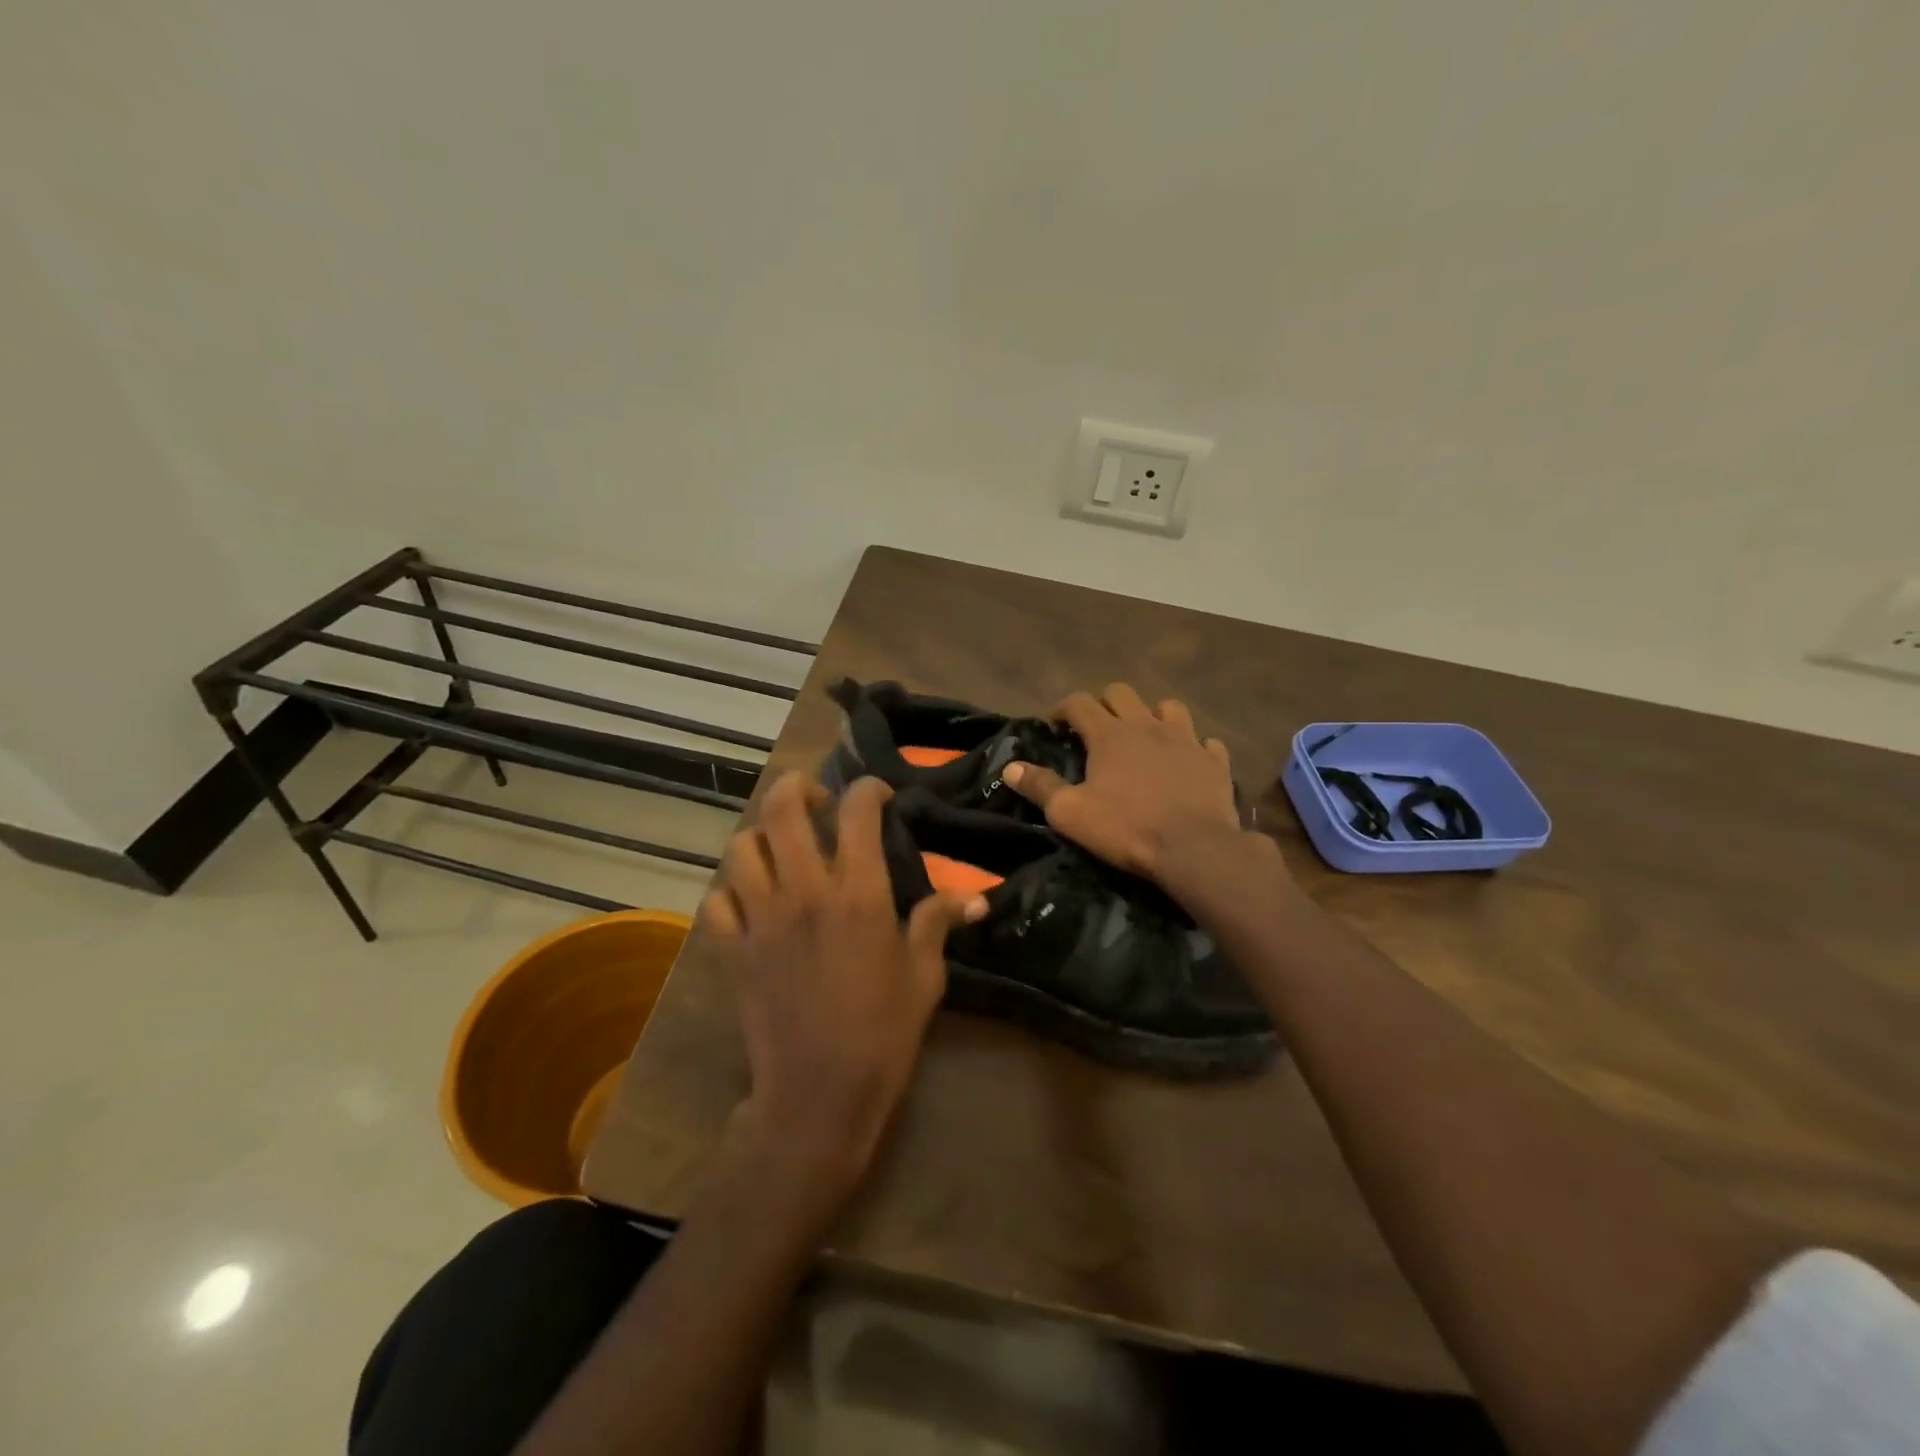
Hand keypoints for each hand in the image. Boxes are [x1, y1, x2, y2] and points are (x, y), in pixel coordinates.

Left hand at [701, 772, 985, 1205]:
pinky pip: (717, 900)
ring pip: (743, 847)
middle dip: (799, 788)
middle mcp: (804, 892)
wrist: (818, 1097)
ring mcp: (761, 919)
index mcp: (859, 895)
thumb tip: (976, 897)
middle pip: (783, 810)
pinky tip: (751, 899)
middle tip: (817, 802)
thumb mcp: (923, 978)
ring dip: (762, 837)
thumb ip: (938, 924)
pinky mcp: (732, 950)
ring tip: (782, 848)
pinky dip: (731, 889)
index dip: (868, 789)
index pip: (857, 812)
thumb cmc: (882, 1035)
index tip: (879, 795)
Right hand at [1005, 683, 1248, 882]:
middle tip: (1097, 728)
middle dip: (1105, 703)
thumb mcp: (1070, 813)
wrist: (1194, 850)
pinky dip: (1194, 747)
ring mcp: (1186, 740)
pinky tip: (1188, 761)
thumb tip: (1011, 767)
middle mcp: (1147, 726)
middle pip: (1123, 693)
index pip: (1079, 702)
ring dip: (1153, 716)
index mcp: (1109, 734)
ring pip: (1169, 708)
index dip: (1063, 707)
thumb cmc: (1126, 828)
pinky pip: (1205, 743)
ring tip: (1146, 737)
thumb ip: (1040, 787)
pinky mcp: (1214, 761)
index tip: (1054, 722)